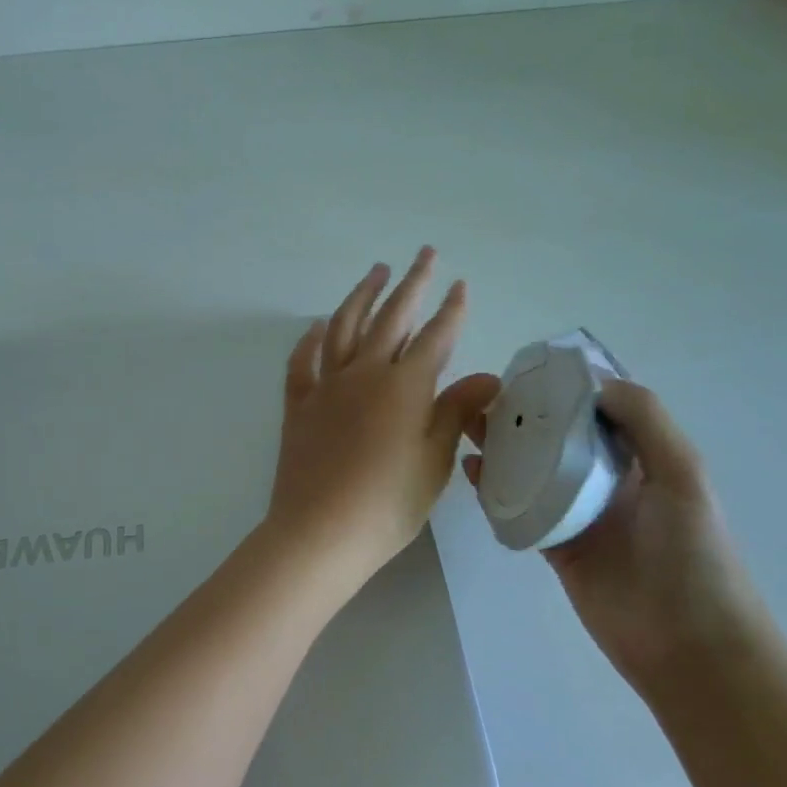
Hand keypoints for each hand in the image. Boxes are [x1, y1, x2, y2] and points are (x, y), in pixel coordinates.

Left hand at [266, 249, 497, 590]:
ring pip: (344, 327)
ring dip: (362, 295)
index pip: (435, 337)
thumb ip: (457, 410)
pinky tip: (318, 326)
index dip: (451, 310)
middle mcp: (364, 374)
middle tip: (423, 254)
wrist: (320, 532)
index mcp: (404, 386)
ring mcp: (326, 386)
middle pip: (391, 318)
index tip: (459, 284)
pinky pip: (303, 362)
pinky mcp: (299, 405)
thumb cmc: (388, 504)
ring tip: (376, 272)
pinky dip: (311, 339)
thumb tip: (487, 376)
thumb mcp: (435, 460)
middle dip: (411, 283)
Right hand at [462, 378, 774, 698]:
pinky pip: (519, 509)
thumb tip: (596, 384)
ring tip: (468, 424)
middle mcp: (607, 480)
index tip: (528, 368)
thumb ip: (647, 423)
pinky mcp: (555, 546)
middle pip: (559, 436)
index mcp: (642, 458)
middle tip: (484, 394)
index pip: (599, 410)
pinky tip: (471, 470)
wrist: (691, 647)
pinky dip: (494, 489)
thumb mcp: (684, 476)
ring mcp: (578, 514)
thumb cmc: (695, 556)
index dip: (567, 387)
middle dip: (526, 414)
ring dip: (504, 446)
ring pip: (533, 469)